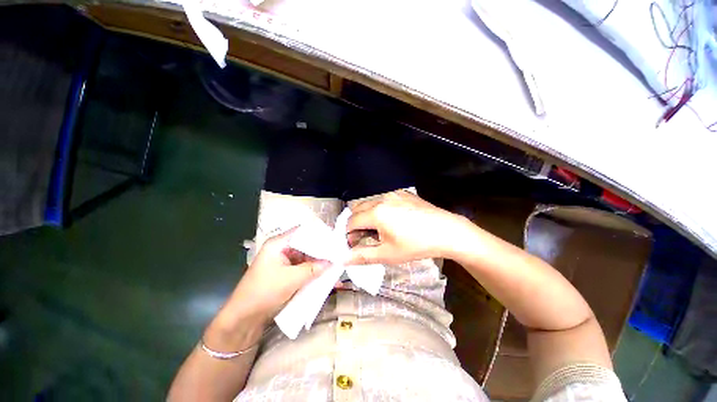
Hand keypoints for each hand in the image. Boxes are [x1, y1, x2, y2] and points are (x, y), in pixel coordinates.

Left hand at [218, 228, 330, 327]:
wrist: (244, 318)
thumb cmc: (264, 292)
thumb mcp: (291, 279)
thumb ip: (313, 269)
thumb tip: (332, 262)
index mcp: (278, 244)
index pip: (302, 232)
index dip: (318, 235)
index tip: (334, 240)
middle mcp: (281, 249)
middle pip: (305, 246)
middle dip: (321, 252)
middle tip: (337, 254)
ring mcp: (283, 262)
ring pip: (305, 258)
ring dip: (318, 264)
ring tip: (335, 266)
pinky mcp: (285, 273)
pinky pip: (302, 269)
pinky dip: (312, 273)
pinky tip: (325, 277)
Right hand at [346, 190, 470, 264]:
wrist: (447, 231)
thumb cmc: (417, 245)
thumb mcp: (388, 254)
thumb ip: (362, 256)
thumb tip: (343, 259)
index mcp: (376, 213)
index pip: (351, 221)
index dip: (349, 235)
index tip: (356, 245)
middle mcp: (381, 198)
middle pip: (357, 209)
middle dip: (356, 224)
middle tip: (366, 237)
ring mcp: (392, 193)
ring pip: (369, 202)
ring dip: (366, 215)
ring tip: (379, 229)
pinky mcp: (402, 192)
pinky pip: (382, 199)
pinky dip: (379, 209)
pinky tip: (392, 219)